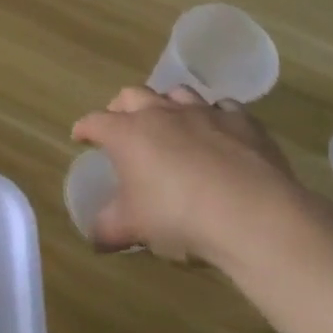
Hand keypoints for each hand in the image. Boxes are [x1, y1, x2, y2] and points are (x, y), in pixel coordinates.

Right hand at [71, 86, 311, 269]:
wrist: (251, 214)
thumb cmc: (178, 216)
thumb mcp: (133, 227)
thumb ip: (107, 229)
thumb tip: (94, 239)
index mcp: (127, 133)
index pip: (95, 122)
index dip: (85, 129)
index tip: (81, 137)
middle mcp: (160, 113)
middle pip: (132, 95)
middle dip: (121, 107)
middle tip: (121, 123)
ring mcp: (202, 112)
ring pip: (176, 93)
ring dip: (167, 103)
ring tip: (169, 121)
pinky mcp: (241, 121)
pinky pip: (223, 107)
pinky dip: (215, 115)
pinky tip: (219, 132)